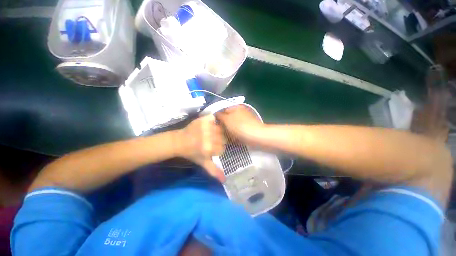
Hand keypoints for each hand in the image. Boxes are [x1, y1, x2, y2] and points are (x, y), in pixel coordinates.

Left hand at [176, 115, 225, 181]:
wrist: (179, 141)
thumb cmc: (191, 153)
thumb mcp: (203, 163)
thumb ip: (213, 170)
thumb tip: (225, 181)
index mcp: (209, 149)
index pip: (222, 148)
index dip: (218, 149)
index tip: (212, 149)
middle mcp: (209, 137)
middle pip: (223, 138)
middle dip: (218, 140)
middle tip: (211, 141)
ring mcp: (206, 127)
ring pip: (220, 129)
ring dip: (217, 131)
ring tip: (210, 133)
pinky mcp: (202, 119)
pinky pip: (213, 118)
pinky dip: (213, 120)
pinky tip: (209, 124)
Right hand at [216, 105, 265, 144]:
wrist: (256, 136)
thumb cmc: (239, 127)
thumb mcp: (227, 119)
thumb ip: (220, 115)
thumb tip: (216, 114)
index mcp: (235, 107)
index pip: (223, 110)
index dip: (218, 118)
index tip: (214, 125)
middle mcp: (241, 111)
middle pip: (229, 118)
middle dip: (224, 124)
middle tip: (220, 132)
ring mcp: (246, 119)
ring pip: (234, 124)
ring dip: (229, 130)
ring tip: (226, 136)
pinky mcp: (249, 127)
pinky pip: (239, 129)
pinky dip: (235, 133)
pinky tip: (233, 139)